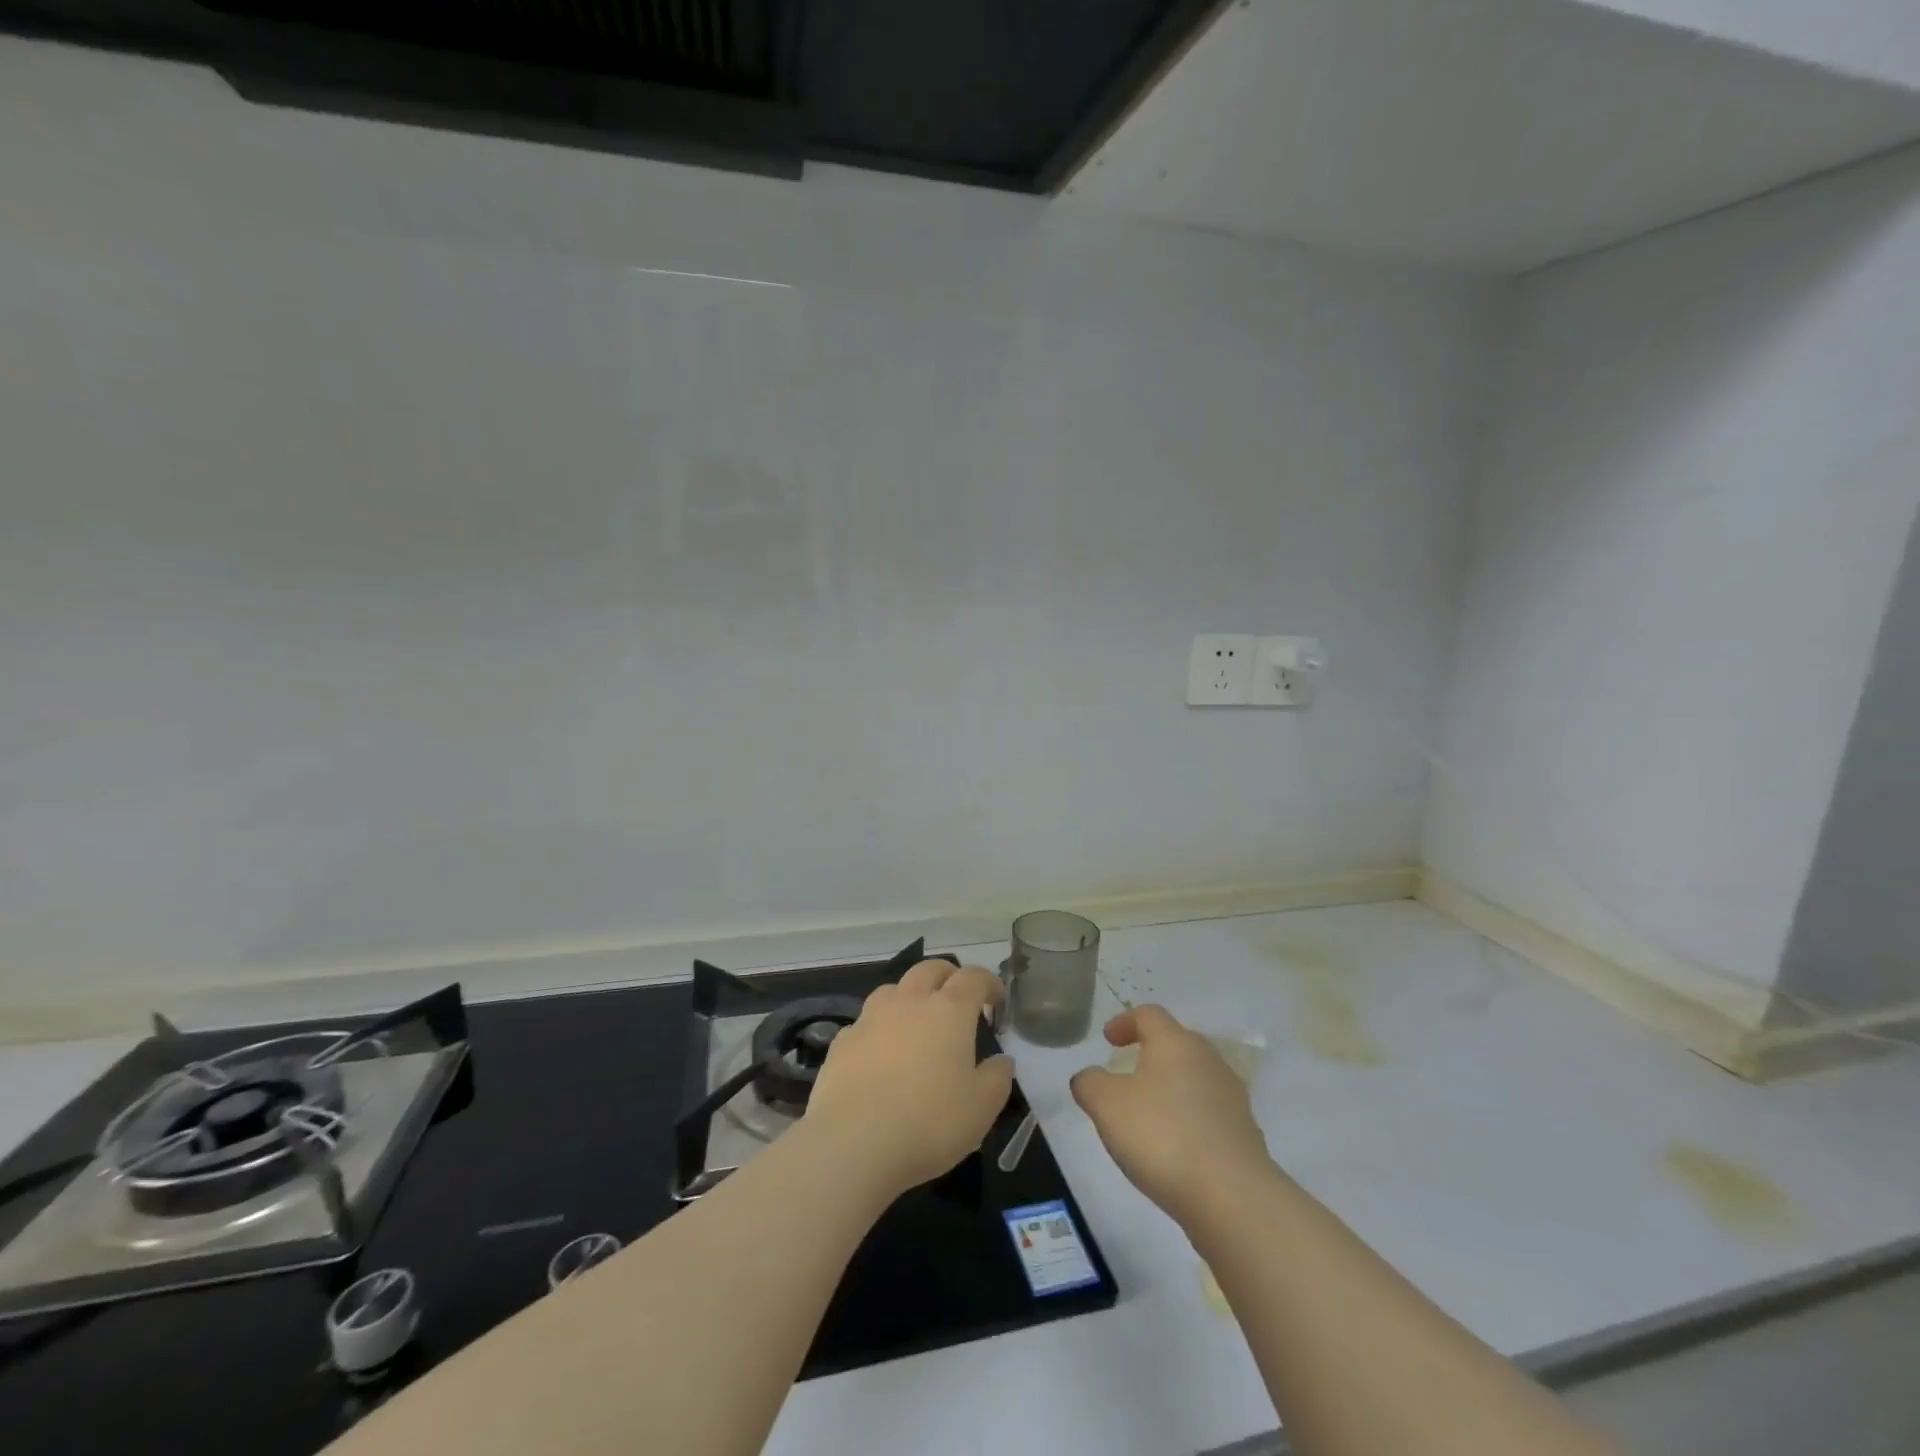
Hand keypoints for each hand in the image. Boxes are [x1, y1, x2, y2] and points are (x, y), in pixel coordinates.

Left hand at [805, 960, 1012, 1198]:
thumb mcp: (982, 1107)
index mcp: (949, 1011)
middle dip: (948, 976)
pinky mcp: (842, 1042)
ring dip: (910, 996)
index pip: (973, 978)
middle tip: (958, 997)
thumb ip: (997, 1078)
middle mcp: (909, 1002)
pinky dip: (879, 1028)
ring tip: (916, 1020)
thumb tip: (1001, 1061)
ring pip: (893, 989)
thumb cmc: (929, 1122)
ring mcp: (871, 1018)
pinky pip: (866, 1022)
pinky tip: (880, 1054)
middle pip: (929, 969)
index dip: (988, 983)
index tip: (996, 1000)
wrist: (853, 1142)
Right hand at [1070, 1005, 1274, 1227]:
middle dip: (1150, 1053)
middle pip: (1176, 1043)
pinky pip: (1209, 1112)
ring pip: (1195, 1078)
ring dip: (1171, 1087)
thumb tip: (1089, 1078)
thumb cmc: (1162, 1136)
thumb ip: (1090, 1083)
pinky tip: (1176, 1145)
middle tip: (1127, 1073)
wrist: (1233, 1198)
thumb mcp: (1107, 1106)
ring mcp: (1232, 1096)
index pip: (1149, 1015)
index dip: (1125, 1021)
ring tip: (1149, 1113)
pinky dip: (1189, 1118)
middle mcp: (1208, 1059)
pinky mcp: (1245, 1133)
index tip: (1108, 1039)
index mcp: (1175, 1043)